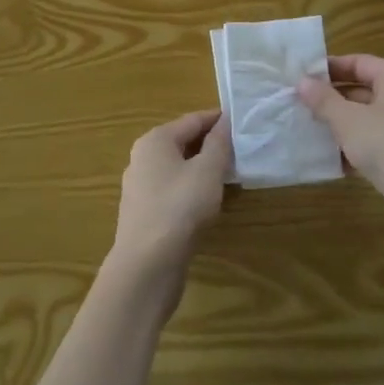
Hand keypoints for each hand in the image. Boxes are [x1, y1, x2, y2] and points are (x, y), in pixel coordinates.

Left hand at [110, 110, 231, 285]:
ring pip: (178, 167)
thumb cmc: (180, 208)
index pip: (193, 120)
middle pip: (183, 141)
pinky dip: (191, 188)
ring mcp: (140, 186)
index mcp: (155, 140)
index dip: (218, 119)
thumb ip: (218, 144)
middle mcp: (143, 157)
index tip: (243, 121)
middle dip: (211, 143)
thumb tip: (225, 122)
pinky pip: (172, 189)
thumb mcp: (207, 171)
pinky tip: (208, 200)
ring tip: (230, 173)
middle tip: (241, 148)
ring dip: (202, 167)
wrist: (146, 265)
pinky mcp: (144, 212)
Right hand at [298, 55, 383, 245]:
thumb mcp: (347, 120)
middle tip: (301, 106)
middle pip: (363, 89)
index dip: (329, 69)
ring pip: (368, 118)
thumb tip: (302, 81)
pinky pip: (376, 141)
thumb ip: (323, 100)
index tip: (302, 78)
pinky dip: (356, 147)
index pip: (358, 62)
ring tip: (311, 132)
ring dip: (341, 125)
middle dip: (332, 99)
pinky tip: (332, 160)